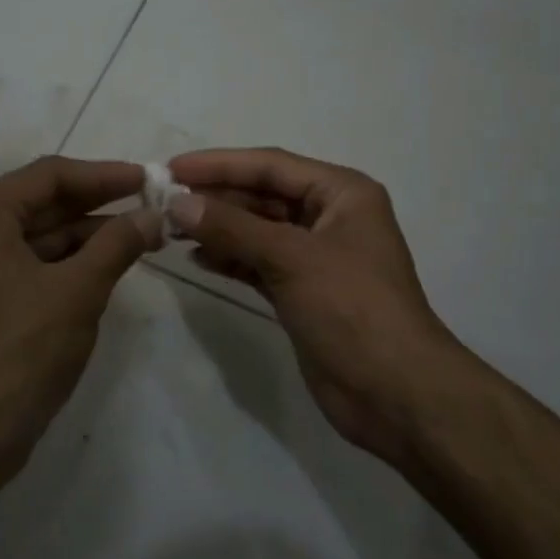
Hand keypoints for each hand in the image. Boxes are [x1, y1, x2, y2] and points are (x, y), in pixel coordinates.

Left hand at [0, 157, 161, 494]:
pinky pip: (35, 266)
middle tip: (153, 206)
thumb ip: (117, 244)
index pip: (51, 175)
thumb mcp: (78, 290)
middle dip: (100, 206)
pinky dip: (72, 263)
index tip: (149, 178)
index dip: (104, 175)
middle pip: (45, 202)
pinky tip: (112, 266)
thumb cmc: (19, 351)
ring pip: (42, 236)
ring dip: (91, 236)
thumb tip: (153, 214)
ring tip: (145, 236)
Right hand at [167, 147, 459, 465]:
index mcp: (341, 193)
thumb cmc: (352, 309)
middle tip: (164, 200)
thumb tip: (177, 203)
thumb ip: (232, 227)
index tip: (172, 168)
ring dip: (218, 228)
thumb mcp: (291, 258)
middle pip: (262, 195)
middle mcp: (329, 217)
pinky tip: (198, 258)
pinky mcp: (303, 290)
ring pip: (257, 229)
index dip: (219, 164)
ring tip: (172, 229)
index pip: (270, 165)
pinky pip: (258, 261)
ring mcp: (316, 256)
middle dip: (216, 197)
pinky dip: (230, 258)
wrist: (396, 394)